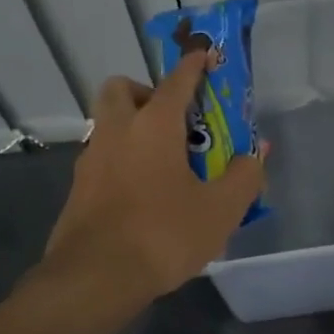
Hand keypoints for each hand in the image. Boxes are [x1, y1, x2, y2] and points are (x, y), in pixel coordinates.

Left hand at [43, 53, 266, 299]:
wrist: (95, 278)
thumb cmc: (163, 234)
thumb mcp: (220, 210)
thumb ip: (244, 176)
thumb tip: (256, 154)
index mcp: (153, 125)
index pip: (176, 80)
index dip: (194, 65)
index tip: (205, 56)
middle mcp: (116, 131)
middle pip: (122, 89)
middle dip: (146, 92)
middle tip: (174, 120)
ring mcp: (91, 160)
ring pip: (108, 124)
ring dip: (132, 128)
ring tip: (163, 162)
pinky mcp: (77, 189)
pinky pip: (102, 159)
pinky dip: (121, 161)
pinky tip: (142, 194)